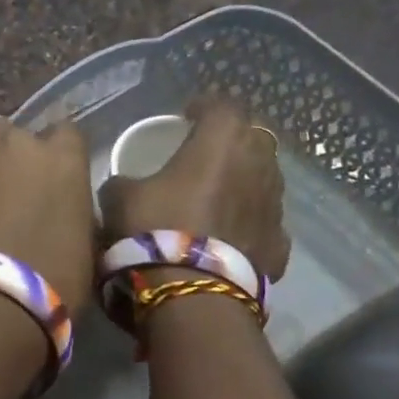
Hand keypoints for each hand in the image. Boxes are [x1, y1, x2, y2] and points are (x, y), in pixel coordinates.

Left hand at [0, 116, 96, 311]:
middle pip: (6, 133)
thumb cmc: (54, 283)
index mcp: (61, 158)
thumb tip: (56, 208)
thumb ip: (69, 208)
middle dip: (3, 155)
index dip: (52, 152)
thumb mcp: (83, 242)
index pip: (63, 133)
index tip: (46, 176)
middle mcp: (14, 143)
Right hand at [99, 96, 290, 280]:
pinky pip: (264, 222)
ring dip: (243, 181)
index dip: (204, 106)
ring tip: (217, 195)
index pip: (223, 105)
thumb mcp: (119, 197)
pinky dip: (248, 223)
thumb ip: (124, 180)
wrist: (192, 294)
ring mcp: (274, 206)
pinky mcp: (280, 244)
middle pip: (253, 138)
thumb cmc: (155, 229)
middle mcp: (258, 165)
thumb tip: (125, 184)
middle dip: (231, 141)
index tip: (187, 114)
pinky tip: (228, 236)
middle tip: (205, 153)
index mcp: (221, 141)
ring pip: (264, 179)